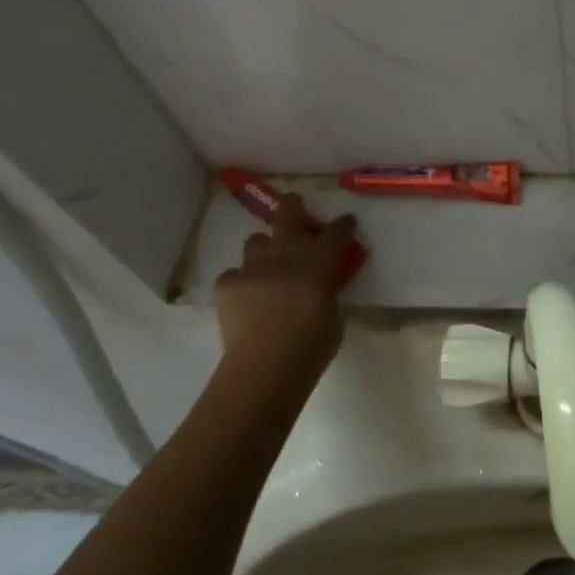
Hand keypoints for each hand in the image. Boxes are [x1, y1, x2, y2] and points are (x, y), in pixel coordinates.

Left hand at [213, 196, 358, 396]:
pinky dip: (242, 281)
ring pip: (257, 240)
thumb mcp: (335, 316)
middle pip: (289, 213)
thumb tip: (323, 285)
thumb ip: (330, 292)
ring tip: (268, 266)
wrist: (264, 367)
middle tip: (298, 210)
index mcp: (318, 262)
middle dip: (295, 206)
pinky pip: (235, 273)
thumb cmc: (311, 347)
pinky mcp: (228, 283)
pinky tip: (246, 297)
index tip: (347, 222)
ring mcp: (253, 266)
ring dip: (265, 249)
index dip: (344, 224)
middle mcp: (285, 254)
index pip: (337, 232)